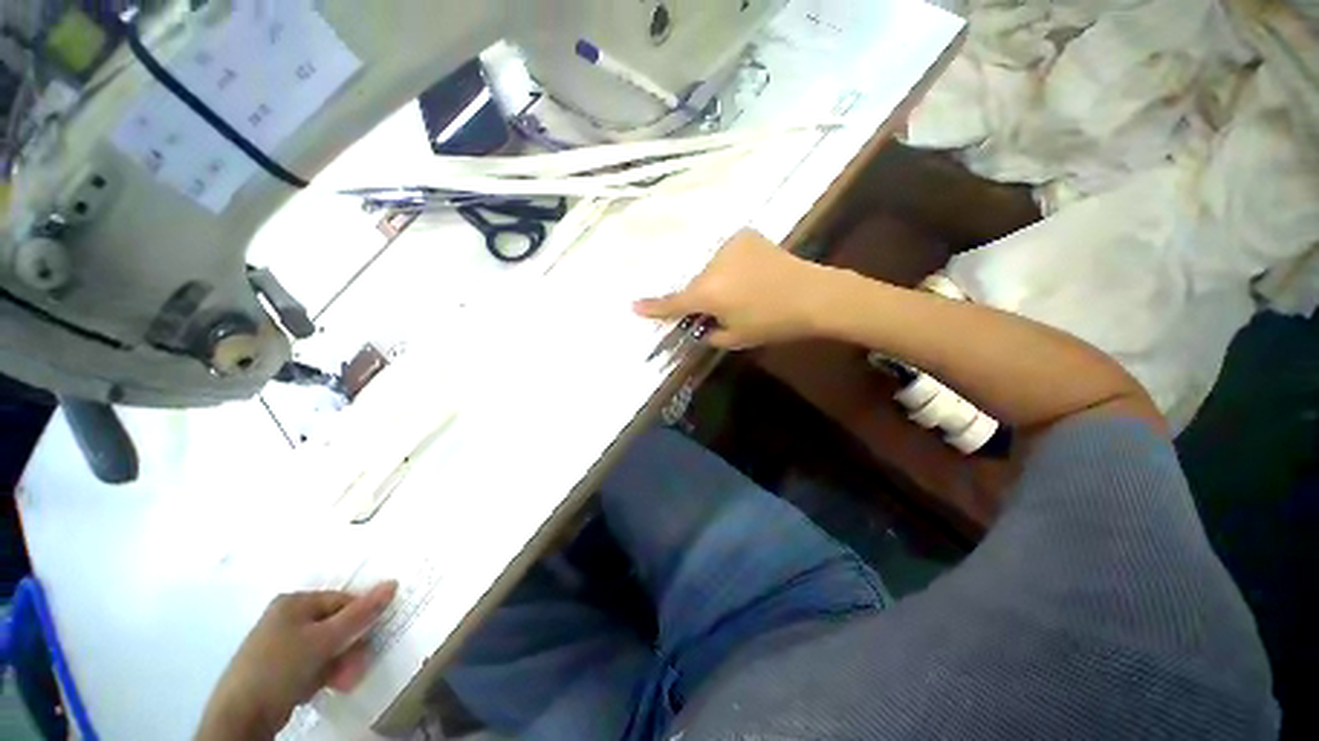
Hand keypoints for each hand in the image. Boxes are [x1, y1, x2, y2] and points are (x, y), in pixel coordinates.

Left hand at [197, 583, 397, 740]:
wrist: (241, 715)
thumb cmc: (281, 667)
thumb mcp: (324, 640)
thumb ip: (360, 613)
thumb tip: (393, 583)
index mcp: (294, 602)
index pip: (343, 601)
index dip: (360, 619)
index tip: (369, 641)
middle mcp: (287, 617)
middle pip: (335, 625)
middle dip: (350, 648)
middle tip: (355, 667)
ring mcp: (280, 643)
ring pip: (326, 647)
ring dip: (340, 664)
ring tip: (342, 682)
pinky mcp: (278, 667)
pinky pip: (312, 663)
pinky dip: (324, 673)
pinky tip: (324, 686)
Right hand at [634, 229, 831, 349]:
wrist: (814, 295)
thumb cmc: (774, 323)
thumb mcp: (737, 338)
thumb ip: (710, 333)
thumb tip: (701, 325)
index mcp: (708, 293)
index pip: (673, 303)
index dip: (653, 307)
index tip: (634, 305)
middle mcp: (712, 265)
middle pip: (695, 285)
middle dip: (701, 298)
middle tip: (719, 309)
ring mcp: (729, 246)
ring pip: (711, 269)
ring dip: (717, 281)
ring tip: (742, 292)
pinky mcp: (745, 235)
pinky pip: (727, 254)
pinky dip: (731, 265)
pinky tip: (750, 274)